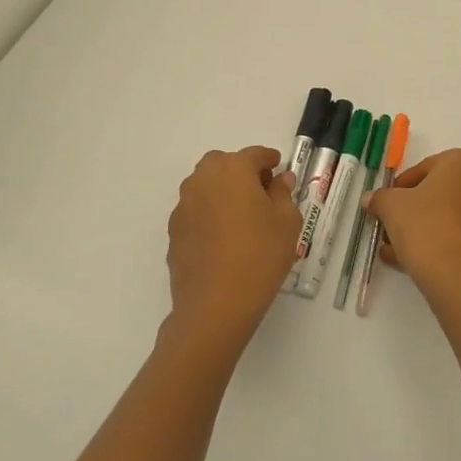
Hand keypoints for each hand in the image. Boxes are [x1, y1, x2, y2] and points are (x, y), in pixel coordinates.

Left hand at [165, 147, 301, 349]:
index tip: (279, 167)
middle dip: (240, 170)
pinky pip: (195, 210)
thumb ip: (283, 194)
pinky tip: (223, 237)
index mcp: (233, 171)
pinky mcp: (174, 231)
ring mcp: (183, 206)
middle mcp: (203, 180)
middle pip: (222, 163)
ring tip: (241, 214)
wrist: (215, 305)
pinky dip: (209, 213)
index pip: (254, 155)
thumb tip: (279, 180)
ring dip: (222, 190)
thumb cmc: (260, 256)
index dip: (269, 159)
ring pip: (204, 185)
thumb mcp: (286, 222)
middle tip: (259, 190)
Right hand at [366, 149, 460, 301]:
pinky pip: (457, 237)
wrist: (456, 275)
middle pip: (438, 193)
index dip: (400, 186)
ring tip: (393, 250)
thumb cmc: (424, 224)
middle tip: (390, 225)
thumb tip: (370, 199)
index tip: (386, 203)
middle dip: (411, 210)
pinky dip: (436, 244)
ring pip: (448, 217)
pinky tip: (409, 262)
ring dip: (421, 229)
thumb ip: (379, 198)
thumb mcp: (391, 206)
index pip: (425, 168)